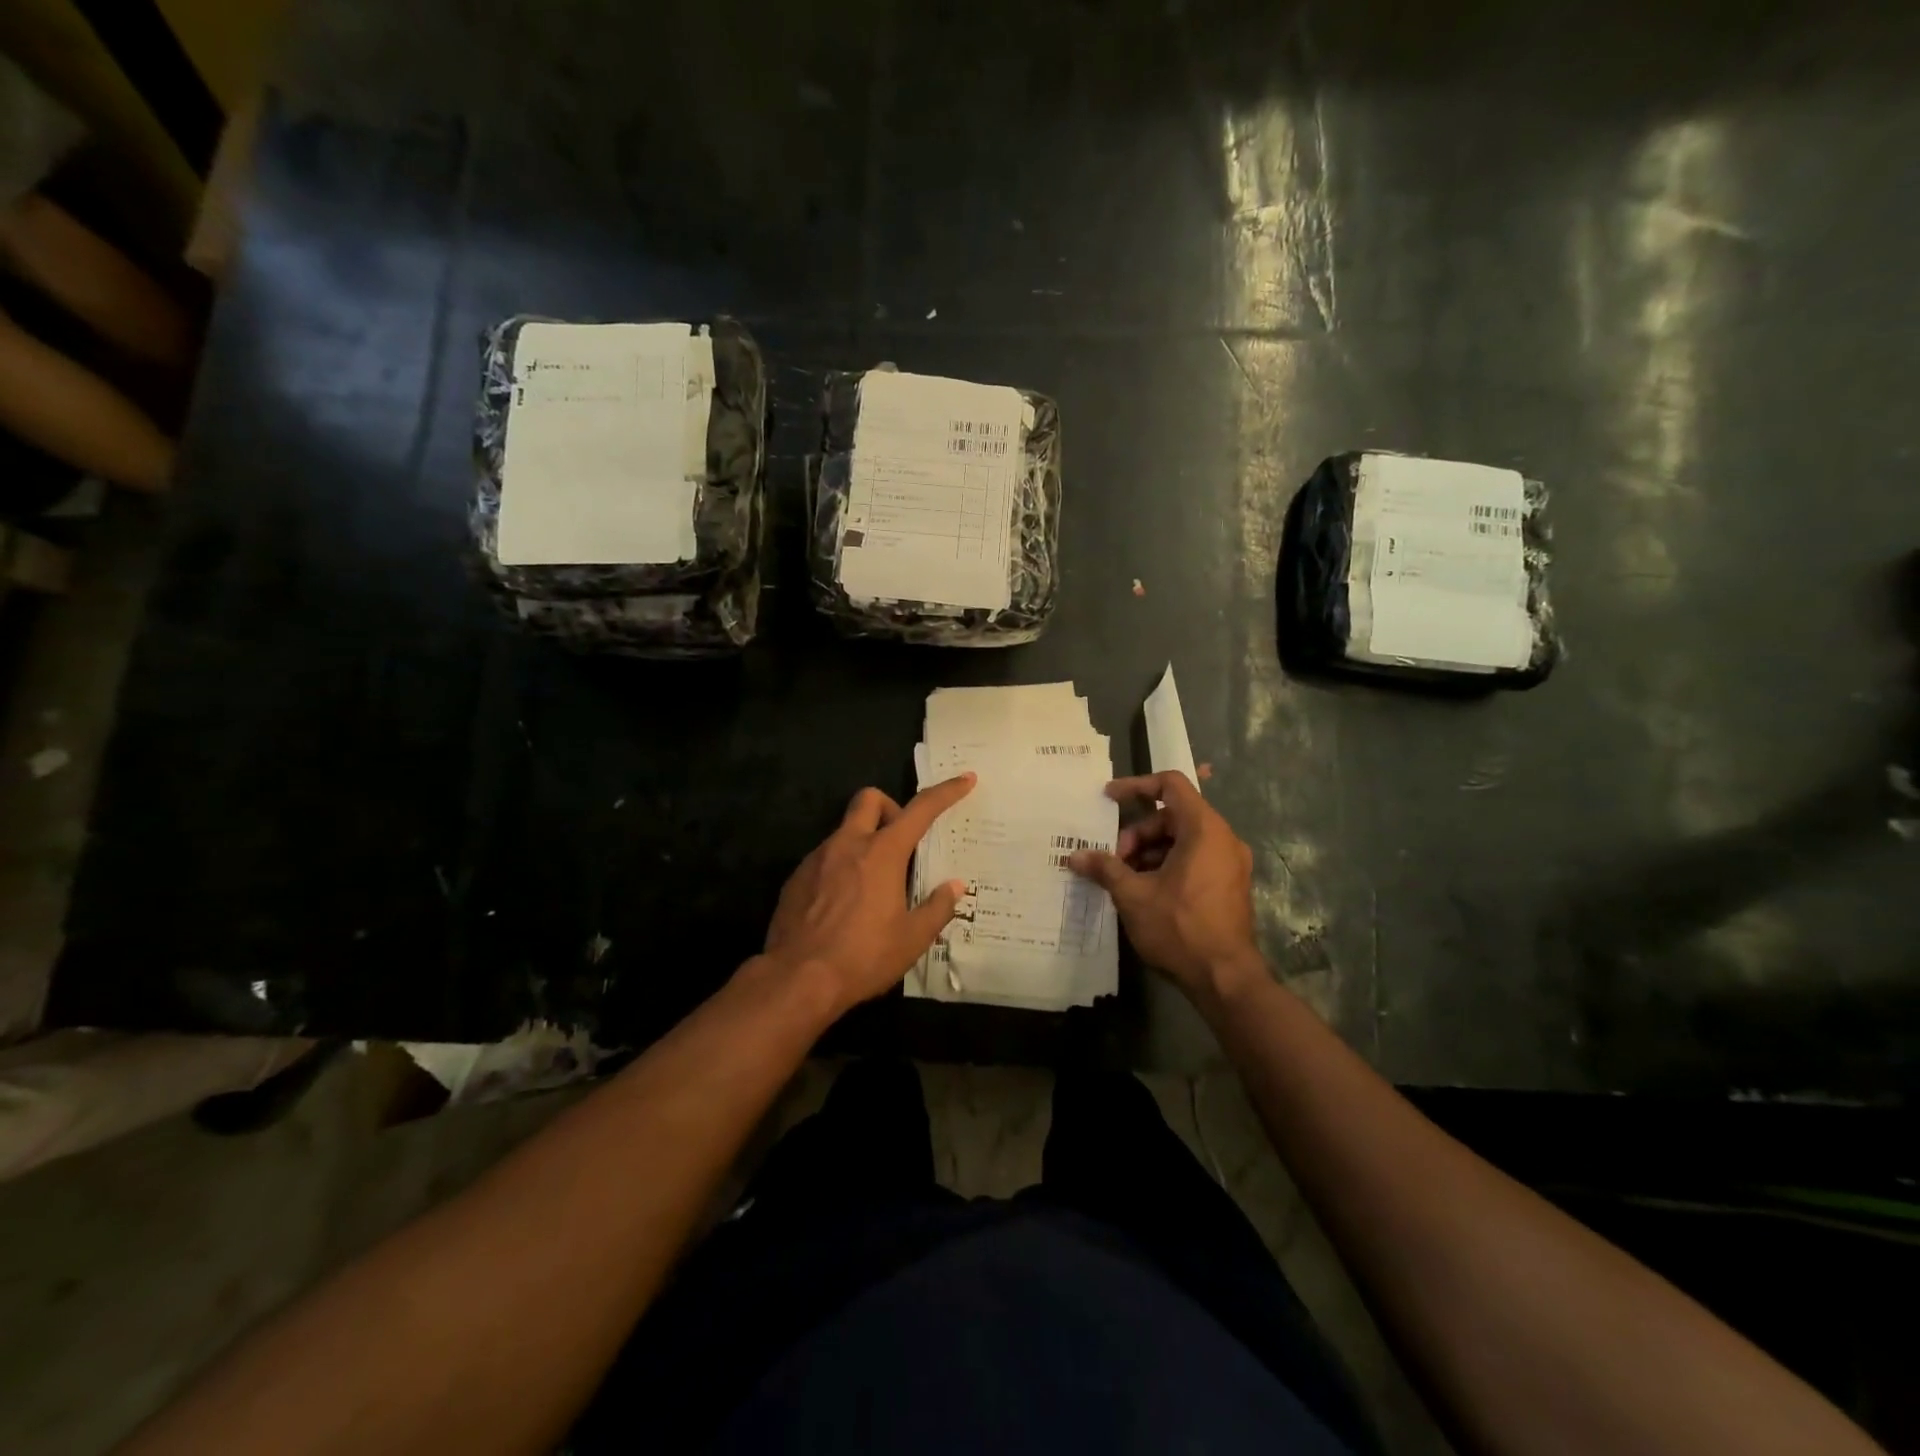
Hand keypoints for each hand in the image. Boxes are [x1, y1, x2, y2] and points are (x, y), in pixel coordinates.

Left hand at [763, 774, 975, 1013]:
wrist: (796, 979)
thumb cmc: (863, 957)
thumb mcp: (912, 939)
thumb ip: (937, 907)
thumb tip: (954, 886)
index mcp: (882, 853)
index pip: (921, 810)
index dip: (946, 792)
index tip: (965, 780)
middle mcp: (848, 845)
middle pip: (870, 799)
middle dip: (890, 808)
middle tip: (901, 844)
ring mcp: (817, 859)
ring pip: (845, 831)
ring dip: (864, 843)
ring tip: (873, 887)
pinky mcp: (796, 878)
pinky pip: (824, 858)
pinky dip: (841, 868)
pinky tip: (844, 905)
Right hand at [1068, 771, 1263, 1002]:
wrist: (1226, 979)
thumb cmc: (1180, 928)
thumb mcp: (1133, 895)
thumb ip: (1104, 868)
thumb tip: (1074, 856)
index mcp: (1204, 829)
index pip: (1171, 784)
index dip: (1137, 785)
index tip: (1109, 798)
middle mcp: (1223, 839)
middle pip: (1173, 815)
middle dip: (1138, 833)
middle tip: (1115, 861)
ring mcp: (1230, 863)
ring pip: (1183, 840)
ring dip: (1150, 851)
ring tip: (1126, 879)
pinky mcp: (1230, 885)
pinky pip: (1195, 859)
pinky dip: (1168, 865)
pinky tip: (1146, 892)